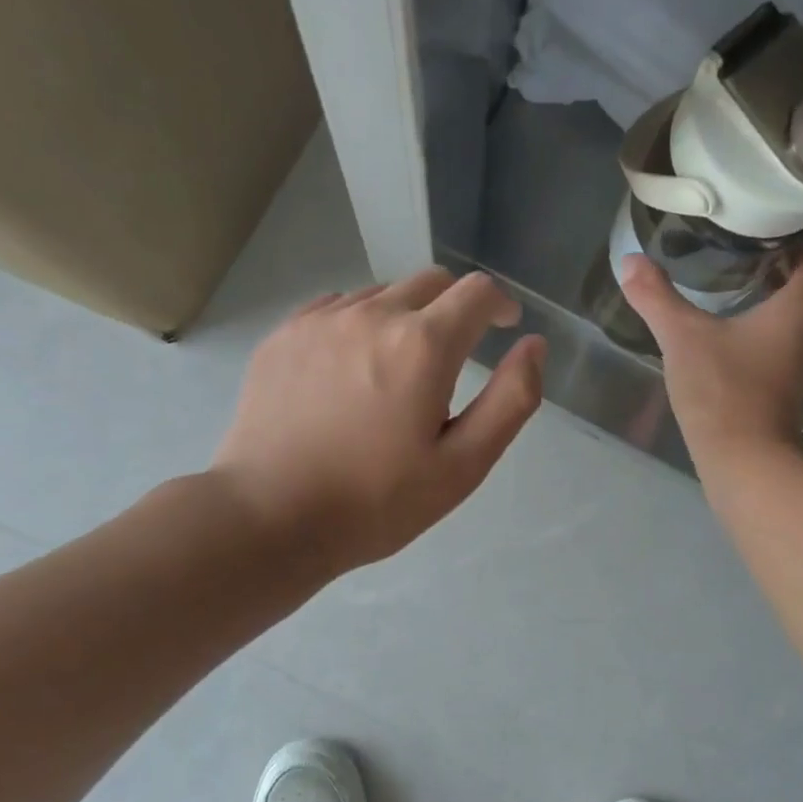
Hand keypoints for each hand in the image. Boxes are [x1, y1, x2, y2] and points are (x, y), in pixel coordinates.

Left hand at [213, 268, 546, 572]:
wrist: (269, 518)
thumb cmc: (376, 503)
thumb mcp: (462, 466)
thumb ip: (510, 400)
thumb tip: (533, 345)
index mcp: (423, 345)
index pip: (477, 292)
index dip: (501, 305)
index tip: (504, 328)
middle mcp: (372, 314)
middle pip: (430, 283)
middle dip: (455, 309)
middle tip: (453, 359)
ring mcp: (320, 320)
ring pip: (382, 294)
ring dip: (405, 318)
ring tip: (397, 373)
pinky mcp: (283, 335)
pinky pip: (337, 308)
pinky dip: (360, 325)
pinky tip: (351, 372)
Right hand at [618, 249, 802, 473]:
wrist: (745, 465)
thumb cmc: (723, 393)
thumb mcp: (683, 338)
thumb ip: (656, 298)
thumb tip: (629, 261)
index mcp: (798, 309)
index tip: (780, 209)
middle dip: (783, 256)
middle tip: (745, 236)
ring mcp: (799, 365)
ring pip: (793, 314)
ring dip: (771, 292)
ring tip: (734, 273)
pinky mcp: (783, 390)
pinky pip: (779, 342)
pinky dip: (761, 324)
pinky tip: (728, 327)